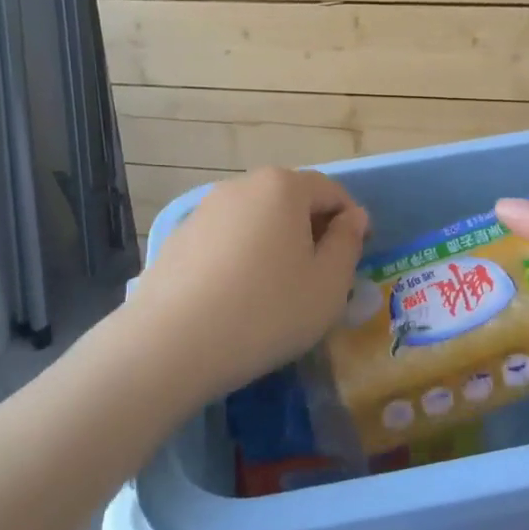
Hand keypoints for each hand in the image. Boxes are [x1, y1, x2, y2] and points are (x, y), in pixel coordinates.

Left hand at [124, 167, 368, 400]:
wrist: (171, 343)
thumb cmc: (266, 311)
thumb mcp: (328, 285)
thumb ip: (348, 243)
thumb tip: (353, 217)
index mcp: (283, 187)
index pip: (330, 191)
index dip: (350, 221)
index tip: (356, 256)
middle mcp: (242, 186)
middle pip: (290, 201)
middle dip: (311, 231)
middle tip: (320, 277)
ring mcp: (205, 209)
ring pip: (256, 220)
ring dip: (275, 244)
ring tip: (278, 291)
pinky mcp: (180, 237)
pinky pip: (226, 239)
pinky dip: (242, 257)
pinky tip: (238, 297)